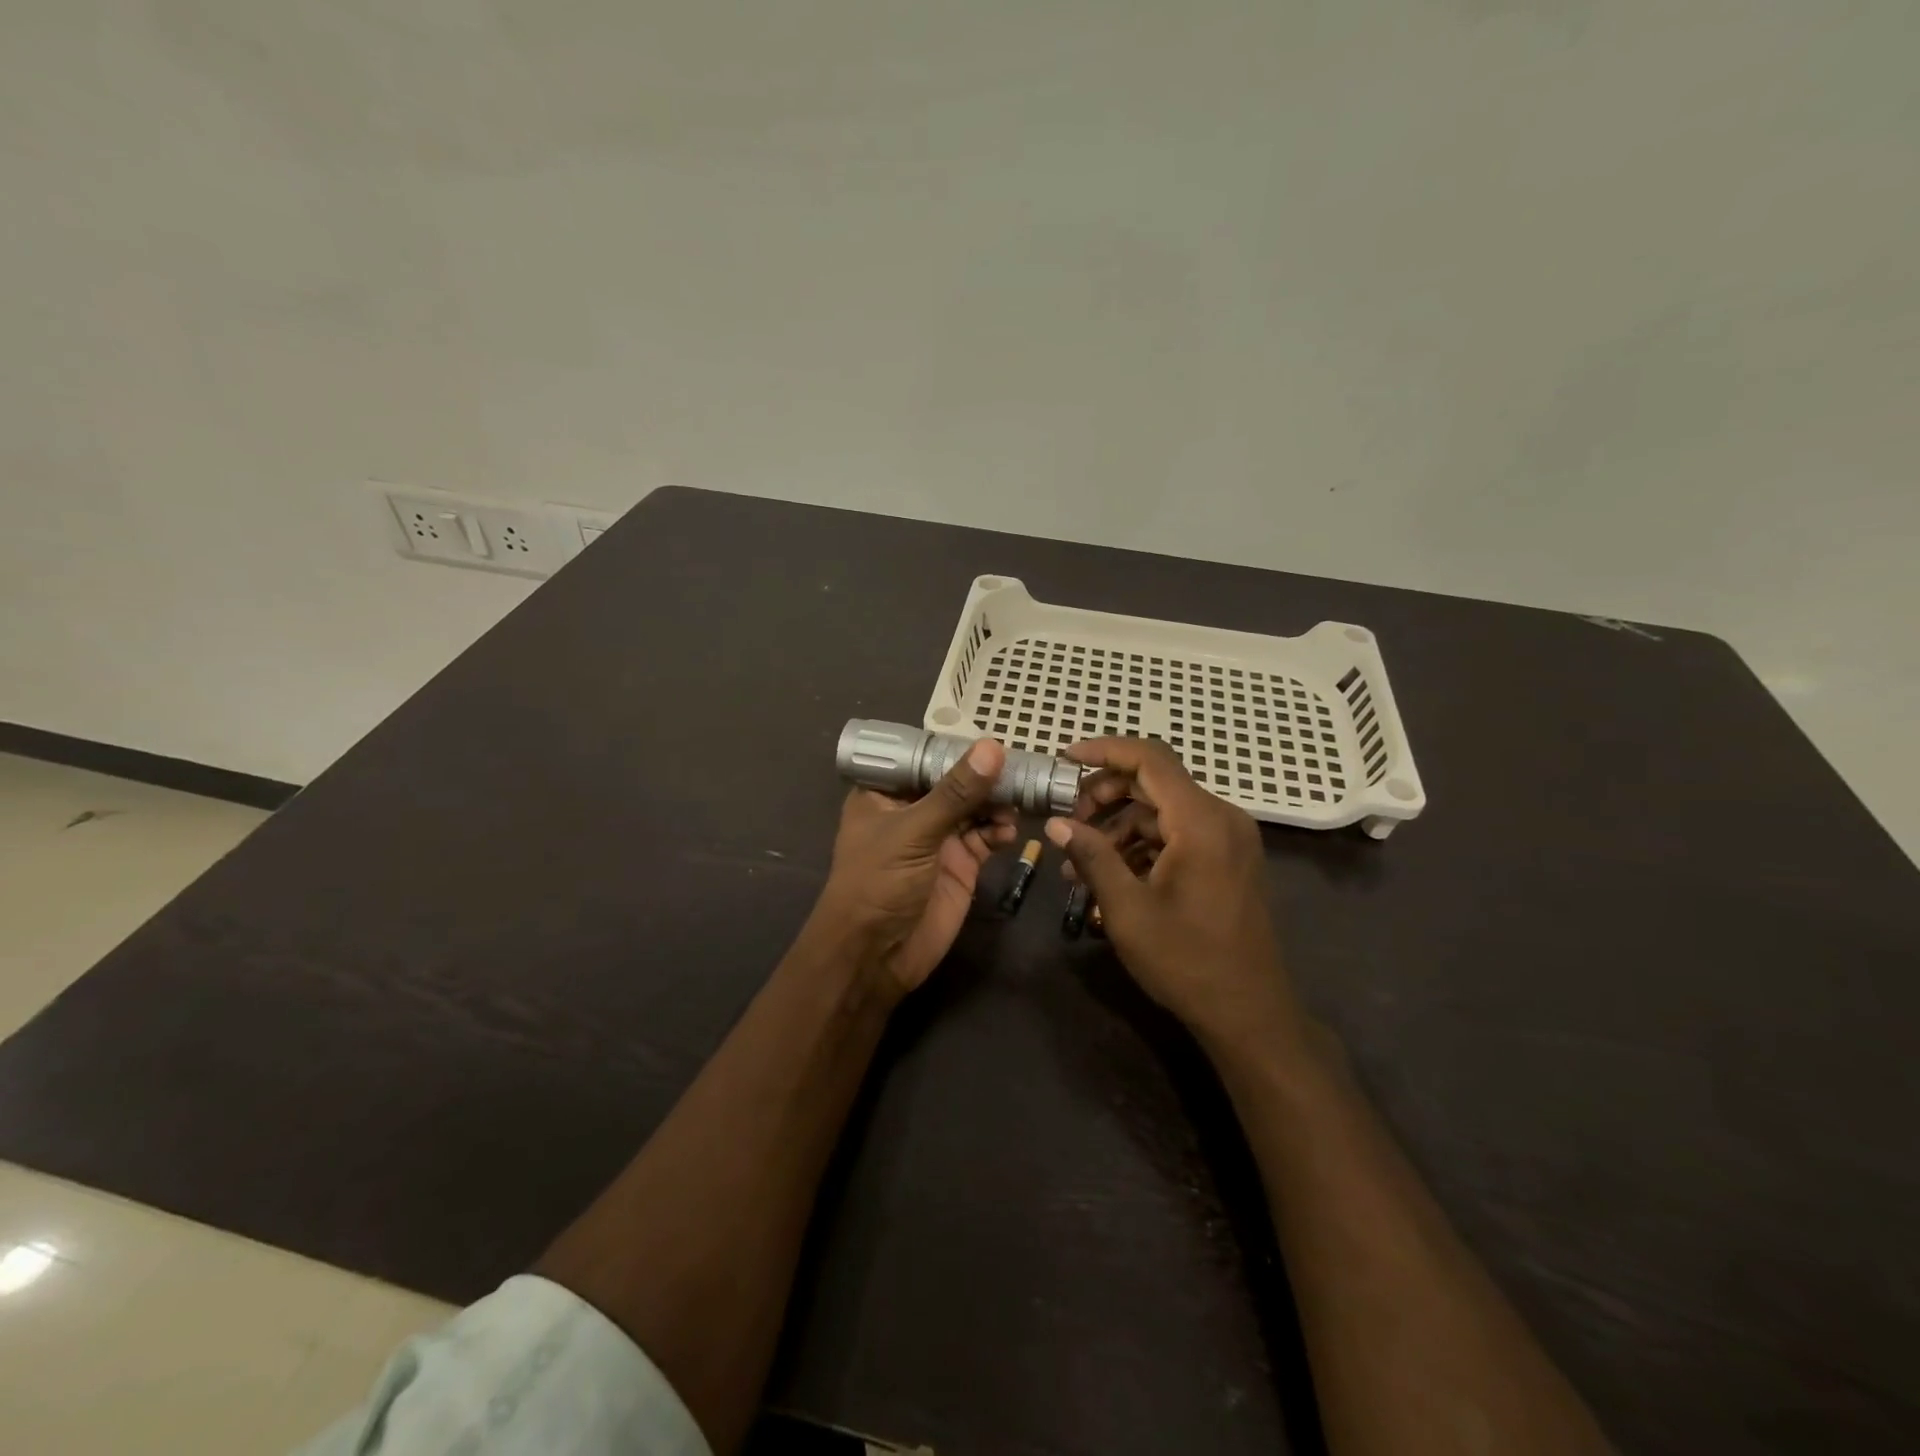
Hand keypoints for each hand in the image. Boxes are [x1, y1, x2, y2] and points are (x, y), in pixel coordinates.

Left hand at [808, 737, 1016, 1001]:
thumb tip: (993, 748)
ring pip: (975, 807)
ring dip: (998, 801)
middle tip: (1020, 766)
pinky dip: (1001, 830)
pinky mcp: (961, 863)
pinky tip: (1011, 830)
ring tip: (1020, 797)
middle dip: (985, 775)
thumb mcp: (914, 832)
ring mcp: (938, 837)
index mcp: (885, 793)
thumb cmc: (878, 883)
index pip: (923, 756)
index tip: (991, 737)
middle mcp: (912, 810)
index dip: (954, 747)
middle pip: (955, 781)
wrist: (876, 957)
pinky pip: (987, 836)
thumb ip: (956, 793)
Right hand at [1043, 737, 1306, 1053]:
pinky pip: (1178, 834)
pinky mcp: (1228, 858)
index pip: (1149, 759)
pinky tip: (1111, 876)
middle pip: (1155, 781)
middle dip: (1105, 795)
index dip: (1103, 751)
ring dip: (1119, 827)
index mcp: (1201, 821)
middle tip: (1069, 822)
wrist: (1249, 1013)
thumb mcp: (1126, 908)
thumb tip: (1057, 823)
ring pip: (1162, 810)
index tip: (1065, 758)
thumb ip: (1092, 856)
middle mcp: (1221, 818)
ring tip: (1080, 864)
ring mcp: (1229, 838)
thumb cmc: (1186, 960)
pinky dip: (1142, 845)